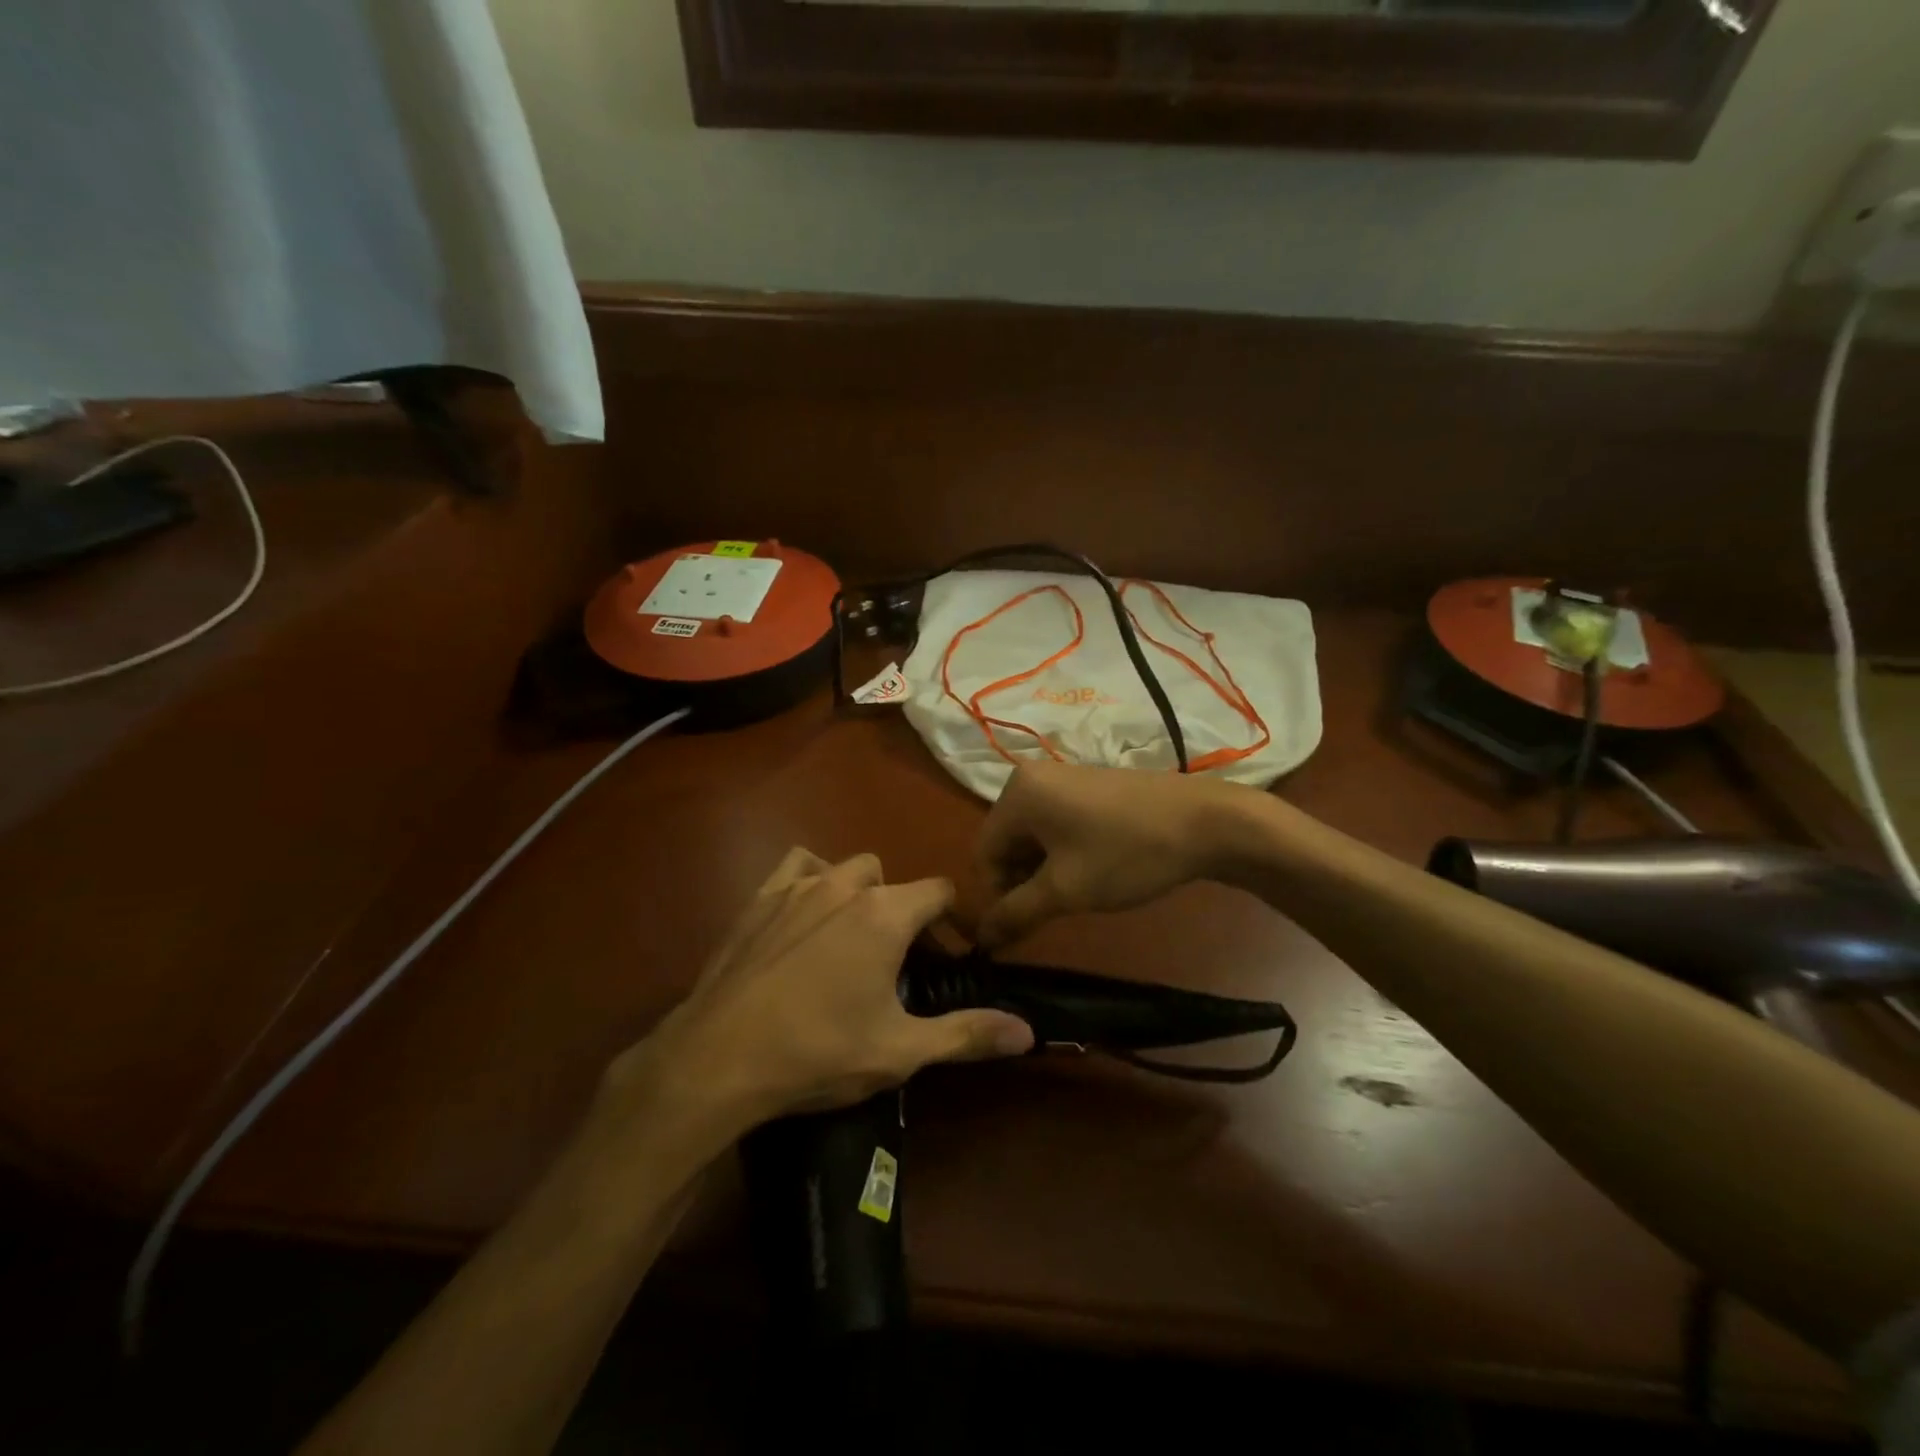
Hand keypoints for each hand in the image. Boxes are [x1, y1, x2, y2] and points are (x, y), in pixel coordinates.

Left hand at [612, 849, 1033, 1132]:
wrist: (718, 1058)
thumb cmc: (818, 1052)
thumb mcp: (900, 1050)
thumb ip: (967, 1034)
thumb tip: (1028, 1030)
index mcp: (886, 914)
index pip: (940, 891)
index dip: (956, 920)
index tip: (958, 956)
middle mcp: (845, 886)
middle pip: (894, 881)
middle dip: (907, 912)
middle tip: (903, 963)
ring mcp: (797, 887)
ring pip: (847, 869)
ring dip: (861, 893)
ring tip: (855, 939)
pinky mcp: (758, 899)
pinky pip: (797, 867)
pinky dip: (812, 879)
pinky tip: (806, 915)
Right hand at [976, 762, 1247, 947]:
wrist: (1207, 821)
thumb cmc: (1127, 854)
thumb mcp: (1065, 890)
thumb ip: (1016, 914)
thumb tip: (980, 940)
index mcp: (1017, 793)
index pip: (984, 854)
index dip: (997, 896)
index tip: (1023, 926)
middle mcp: (1031, 777)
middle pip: (1006, 842)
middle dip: (1021, 882)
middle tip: (1052, 912)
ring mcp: (1063, 778)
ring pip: (1033, 836)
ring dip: (1043, 871)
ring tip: (1075, 894)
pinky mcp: (1089, 785)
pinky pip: (1057, 823)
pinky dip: (1062, 852)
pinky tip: (1091, 871)